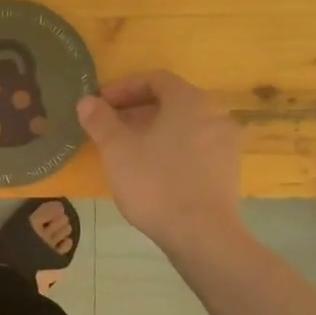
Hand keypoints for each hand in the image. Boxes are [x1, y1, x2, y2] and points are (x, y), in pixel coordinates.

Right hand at [77, 71, 243, 253]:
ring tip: (127, 153)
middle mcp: (214, 115)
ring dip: (154, 133)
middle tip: (109, 129)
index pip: (155, 80)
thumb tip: (87, 101)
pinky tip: (152, 173)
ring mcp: (226, 144)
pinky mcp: (228, 172)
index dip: (123, 88)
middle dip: (136, 112)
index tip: (100, 105)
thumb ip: (100, 120)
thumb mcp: (117, 149)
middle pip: (171, 103)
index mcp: (189, 101)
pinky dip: (172, 151)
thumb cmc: (155, 183)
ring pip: (183, 128)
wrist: (202, 234)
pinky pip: (195, 149)